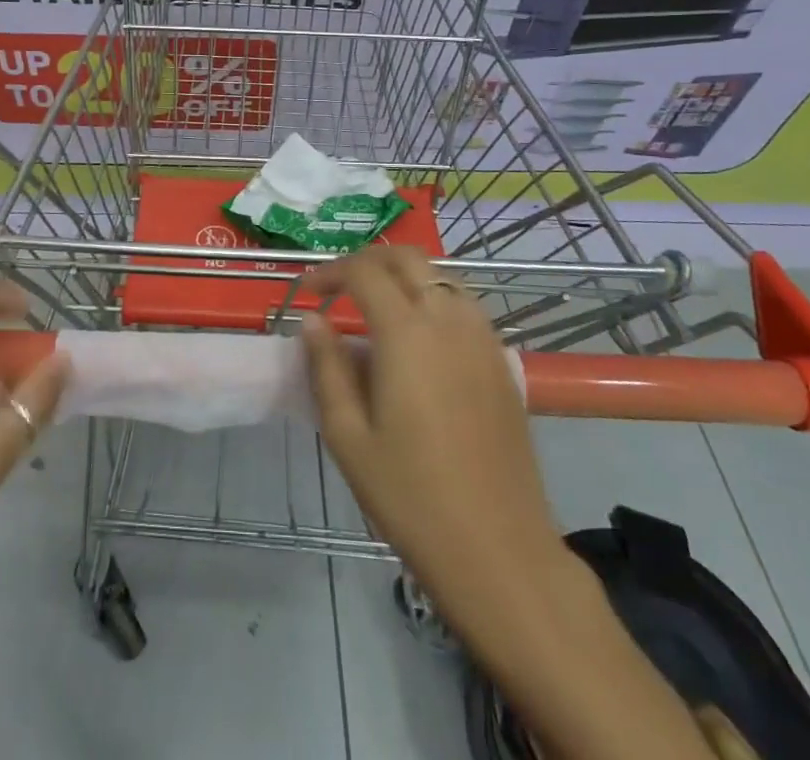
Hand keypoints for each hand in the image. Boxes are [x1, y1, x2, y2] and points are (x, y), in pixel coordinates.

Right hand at [300, 248, 566, 642]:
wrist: (500, 550)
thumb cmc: (412, 496)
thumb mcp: (348, 436)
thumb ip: (327, 368)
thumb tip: (312, 321)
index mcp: (407, 333)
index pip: (364, 272)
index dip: (330, 272)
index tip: (307, 291)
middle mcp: (448, 320)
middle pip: (407, 259)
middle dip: (367, 262)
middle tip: (339, 288)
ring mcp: (482, 338)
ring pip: (440, 276)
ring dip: (403, 277)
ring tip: (376, 307)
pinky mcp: (502, 361)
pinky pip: (464, 305)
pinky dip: (434, 299)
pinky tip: (419, 337)